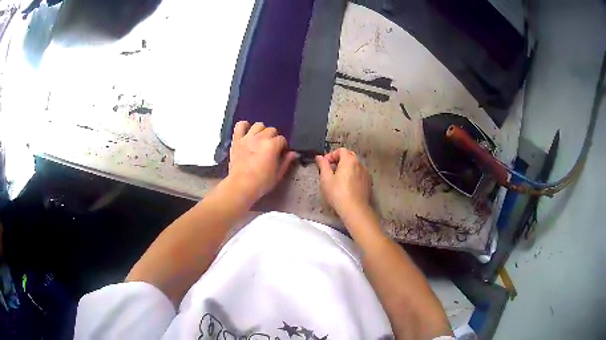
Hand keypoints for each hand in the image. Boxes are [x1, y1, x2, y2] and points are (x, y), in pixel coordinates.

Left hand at [227, 121, 297, 203]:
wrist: (241, 186)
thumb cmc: (261, 183)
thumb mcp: (278, 175)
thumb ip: (286, 162)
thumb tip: (294, 153)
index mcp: (272, 146)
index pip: (282, 139)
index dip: (283, 146)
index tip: (281, 153)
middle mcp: (260, 138)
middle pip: (271, 130)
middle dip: (273, 137)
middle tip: (271, 148)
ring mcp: (247, 137)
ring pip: (258, 125)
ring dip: (261, 131)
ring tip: (260, 140)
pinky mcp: (236, 140)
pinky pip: (240, 125)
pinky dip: (244, 126)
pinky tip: (247, 132)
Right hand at [315, 148, 371, 215]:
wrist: (355, 209)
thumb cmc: (337, 193)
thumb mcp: (325, 179)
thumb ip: (323, 165)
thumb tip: (319, 157)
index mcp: (349, 160)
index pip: (341, 150)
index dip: (331, 155)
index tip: (324, 164)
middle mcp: (360, 164)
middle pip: (349, 157)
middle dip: (339, 161)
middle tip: (330, 171)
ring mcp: (366, 174)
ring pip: (355, 166)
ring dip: (346, 169)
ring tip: (338, 180)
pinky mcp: (368, 183)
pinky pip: (359, 175)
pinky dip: (353, 176)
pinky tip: (347, 187)